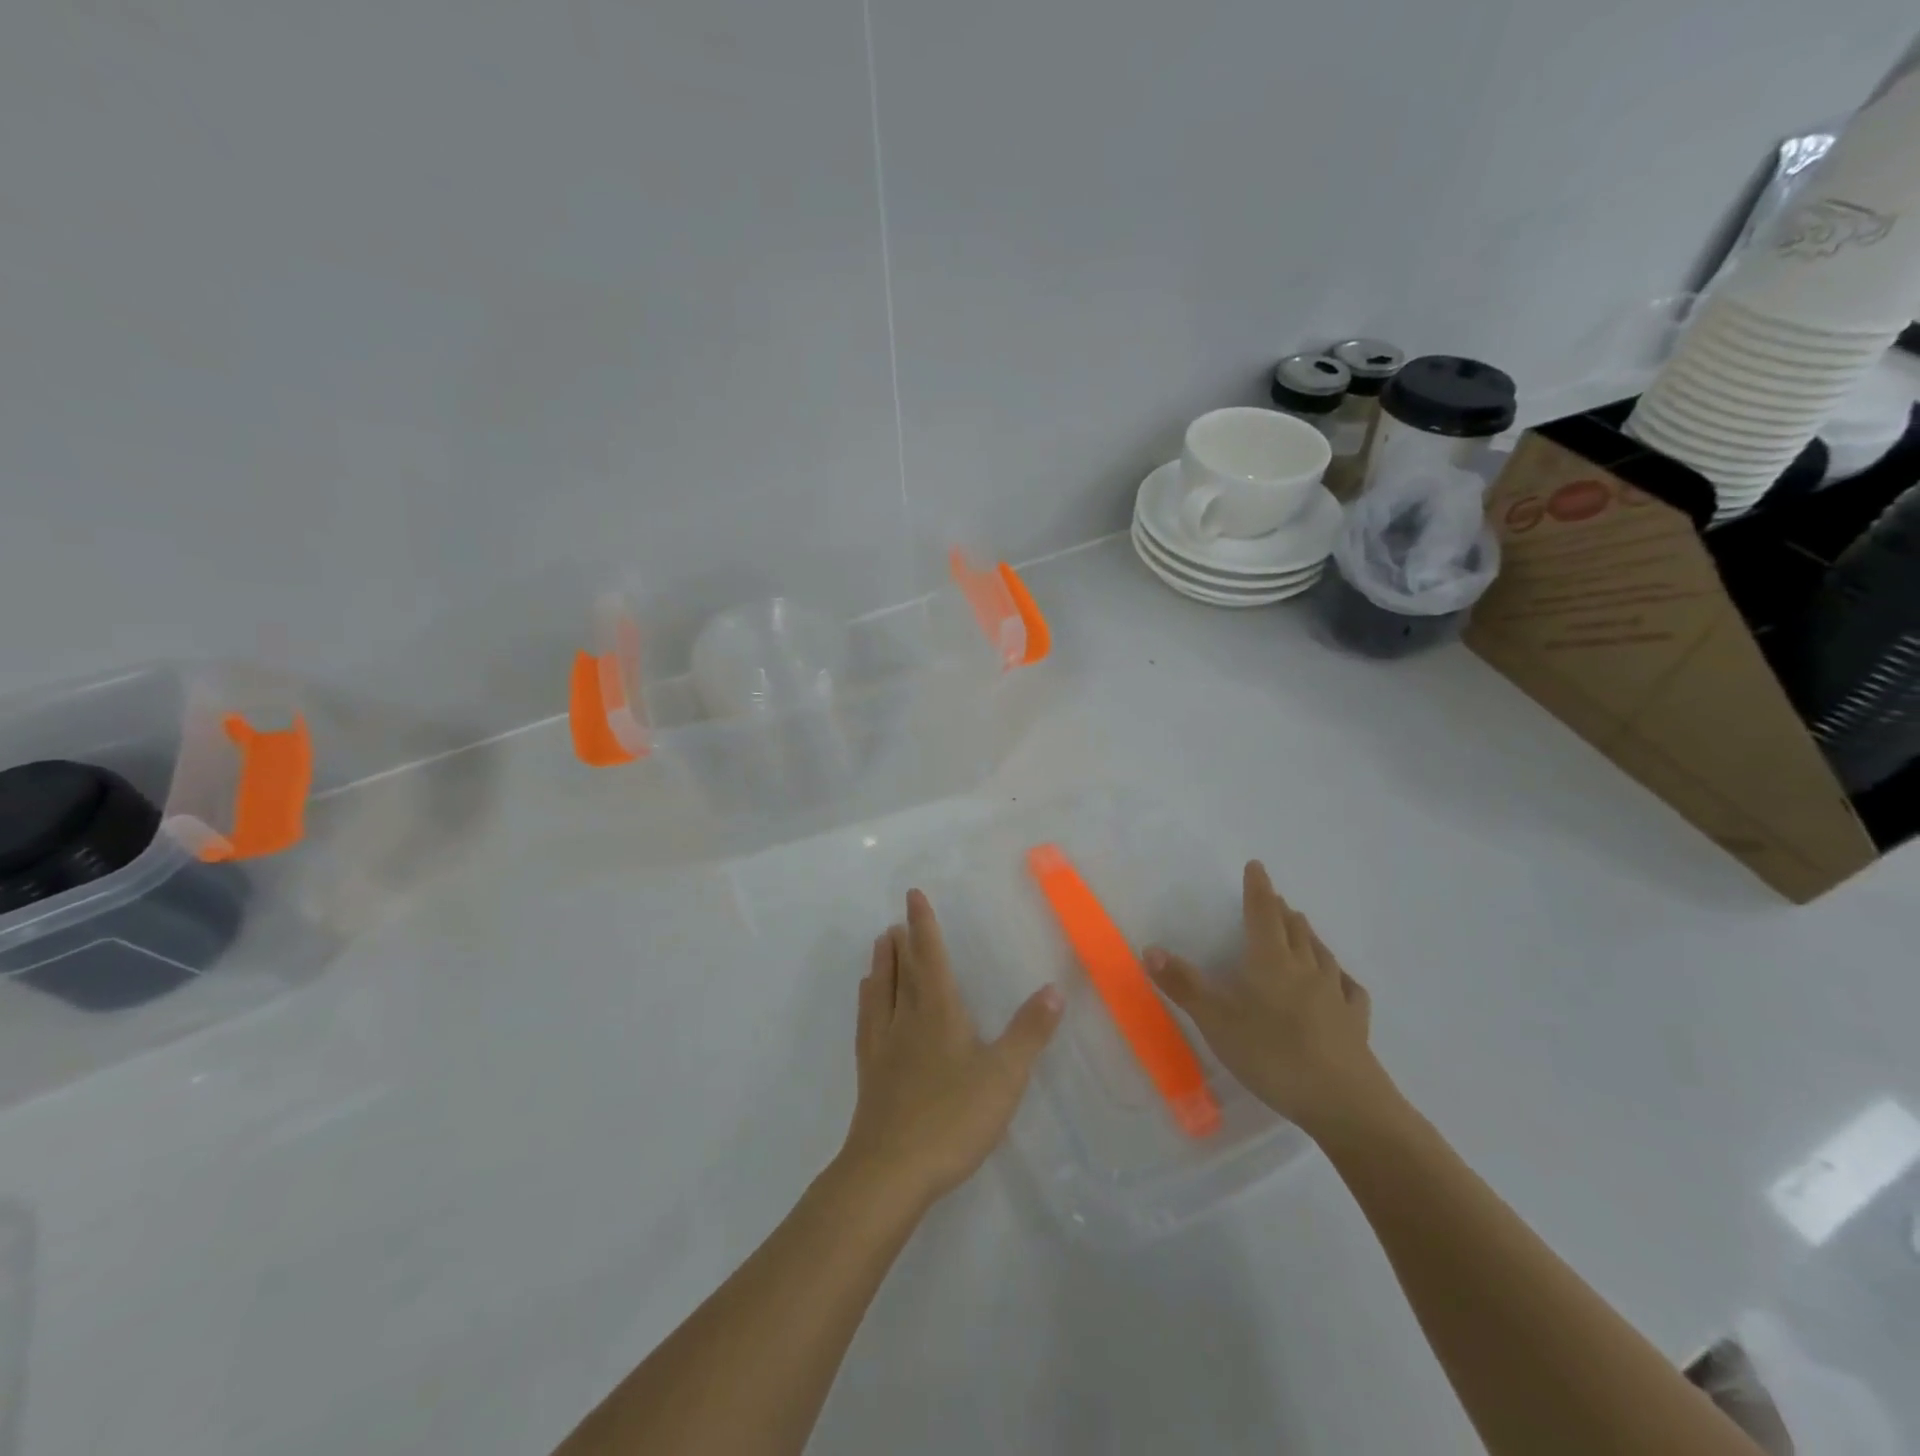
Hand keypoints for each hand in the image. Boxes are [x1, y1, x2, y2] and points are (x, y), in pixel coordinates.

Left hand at [838, 890, 1063, 1212]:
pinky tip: (867, 1004)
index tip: (912, 896)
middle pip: (902, 970)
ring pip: (880, 991)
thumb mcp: (1004, 1075)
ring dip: (881, 964)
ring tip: (879, 946)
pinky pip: (867, 1022)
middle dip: (902, 942)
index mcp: (938, 1011)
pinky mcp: (869, 1073)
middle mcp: (905, 1018)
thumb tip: (1053, 989)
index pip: (930, 956)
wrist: (891, 1170)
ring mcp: (882, 1045)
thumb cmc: (952, 1117)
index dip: (924, 924)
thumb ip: (1029, 1031)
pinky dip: (868, 1001)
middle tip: (896, 920)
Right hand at [1145, 862, 1390, 1140]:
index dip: (1258, 889)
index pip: (1262, 913)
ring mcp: (1335, 995)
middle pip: (1293, 929)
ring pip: (1321, 953)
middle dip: (1281, 911)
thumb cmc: (1272, 1055)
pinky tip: (1341, 981)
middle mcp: (1305, 968)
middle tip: (1274, 900)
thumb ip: (1183, 985)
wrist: (1345, 1103)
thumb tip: (1150, 948)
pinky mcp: (1356, 1023)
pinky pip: (1348, 988)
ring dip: (1308, 935)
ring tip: (1301, 928)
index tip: (1257, 866)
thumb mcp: (1216, 1021)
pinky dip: (1340, 976)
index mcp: (1270, 961)